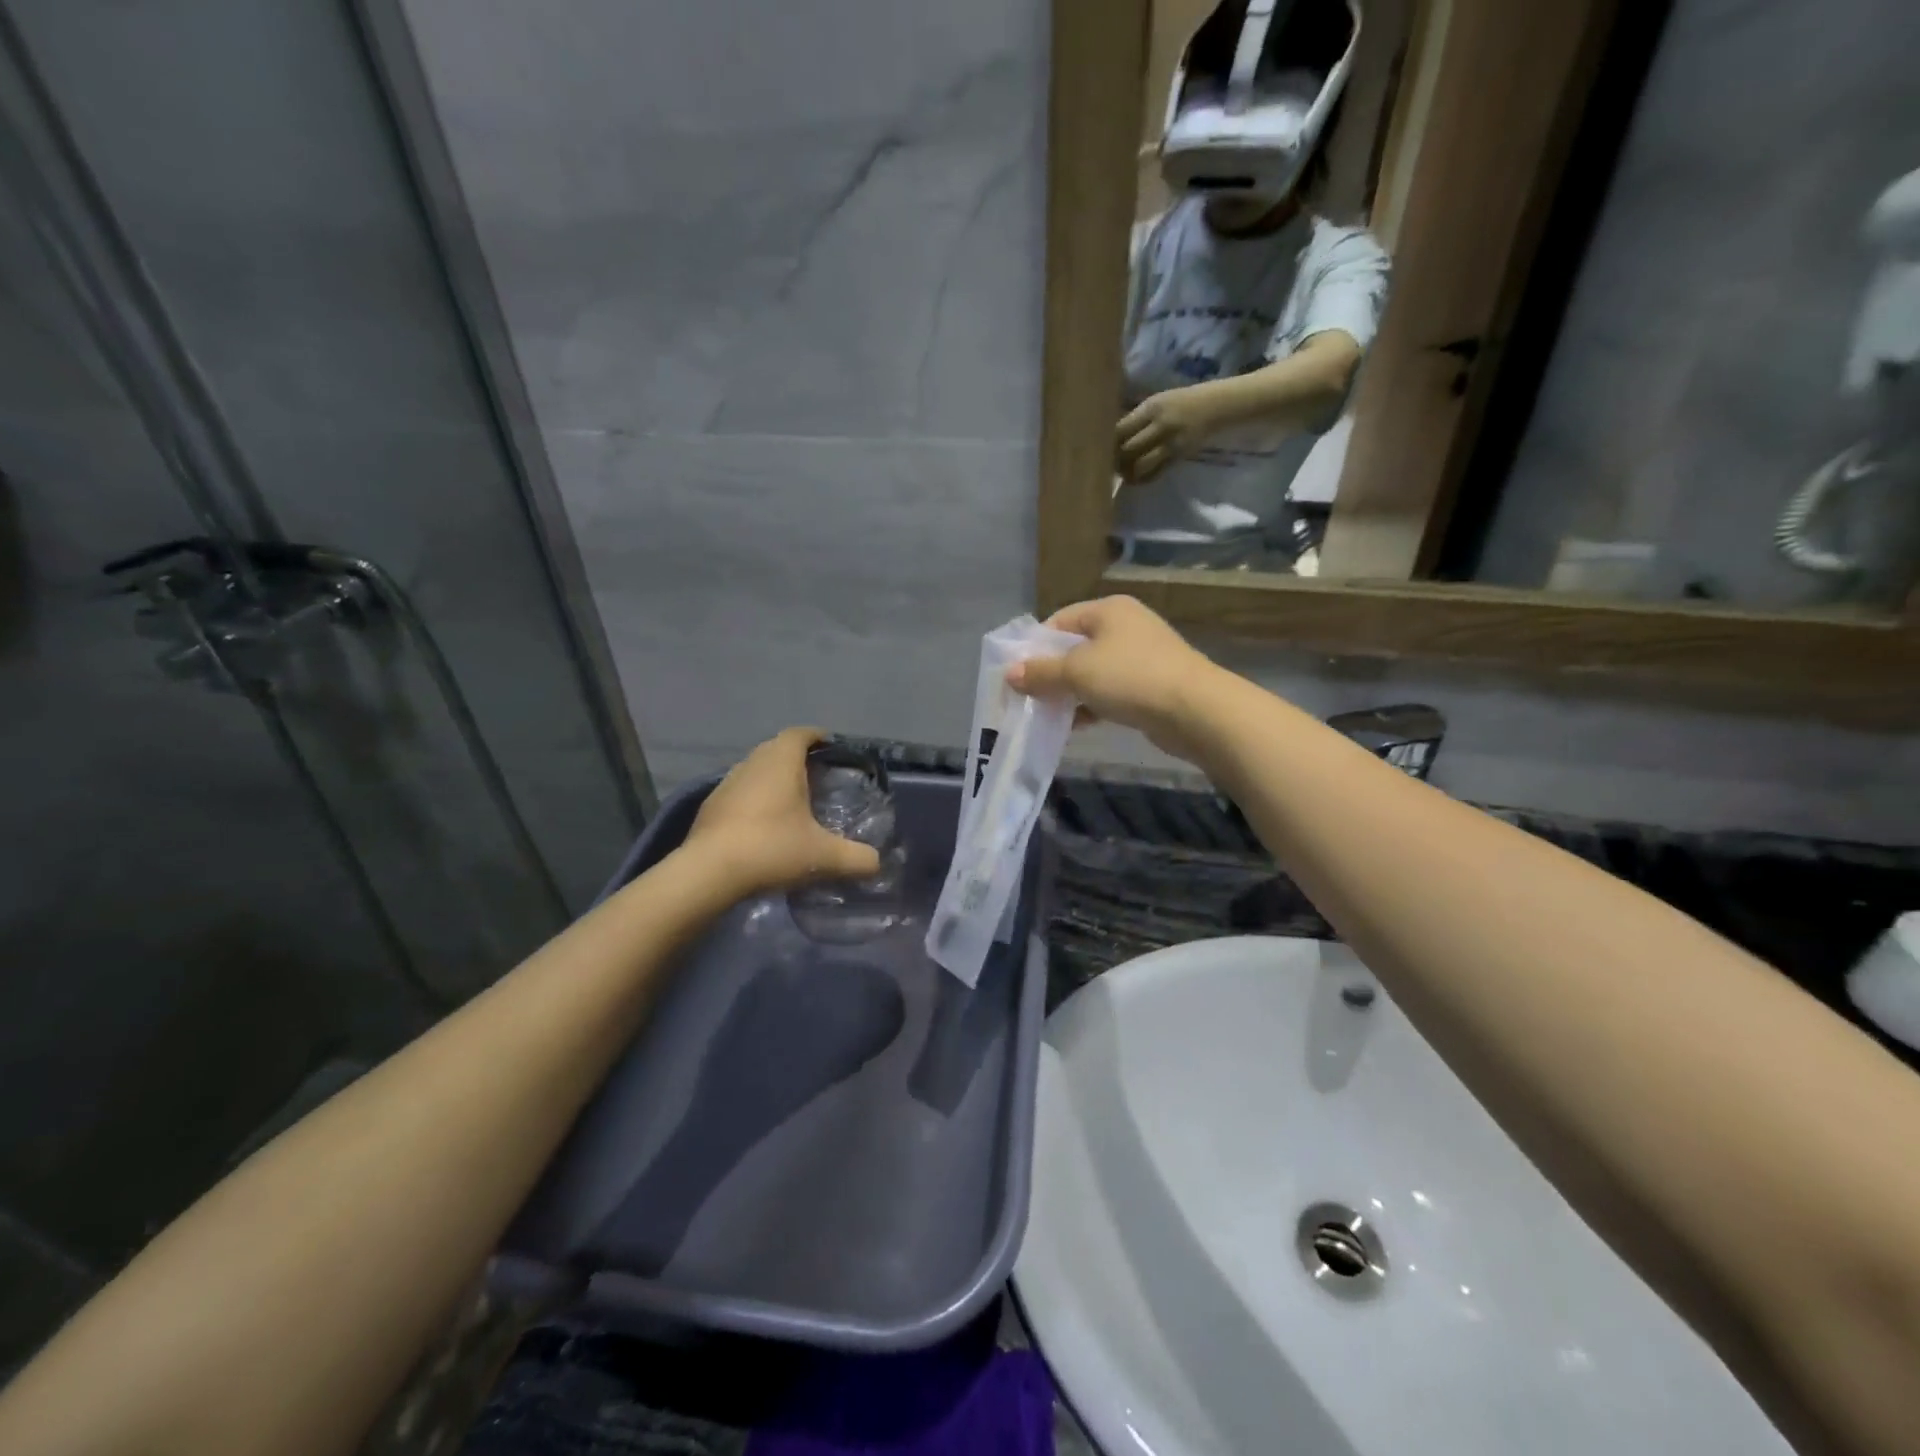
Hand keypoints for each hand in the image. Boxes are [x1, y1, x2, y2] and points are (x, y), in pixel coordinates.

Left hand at [683, 728, 883, 896]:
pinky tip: (763, 828)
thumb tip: (876, 863)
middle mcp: (752, 763)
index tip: (831, 747)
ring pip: (755, 772)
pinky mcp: (710, 808)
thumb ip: (857, 858)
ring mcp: (726, 784)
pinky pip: (739, 794)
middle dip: (797, 759)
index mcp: (781, 761)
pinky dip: (754, 802)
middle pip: (777, 749)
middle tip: (818, 779)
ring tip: (792, 804)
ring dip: (773, 781)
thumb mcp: (824, 857)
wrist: (708, 873)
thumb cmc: (771, 848)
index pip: (801, 734)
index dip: (817, 737)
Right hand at [1006, 597, 1219, 762]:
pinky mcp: (1152, 685)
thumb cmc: (1130, 678)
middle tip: (1029, 698)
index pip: (1060, 621)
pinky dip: (1093, 705)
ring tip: (1049, 716)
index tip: (1019, 674)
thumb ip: (1041, 673)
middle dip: (1052, 673)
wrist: (1194, 710)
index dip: (1036, 646)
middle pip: (1076, 648)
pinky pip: (1111, 692)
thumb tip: (1009, 674)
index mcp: (1109, 610)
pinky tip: (1077, 726)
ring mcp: (1142, 656)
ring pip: (1093, 673)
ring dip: (1070, 693)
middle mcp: (1126, 626)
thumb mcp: (1077, 673)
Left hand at [1116, 387, 1221, 482]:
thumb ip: (1135, 418)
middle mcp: (1161, 425)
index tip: (1100, 448)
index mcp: (1151, 408)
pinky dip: (1142, 479)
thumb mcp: (1157, 402)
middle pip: (1128, 449)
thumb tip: (1109, 437)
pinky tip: (1136, 477)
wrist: (1214, 407)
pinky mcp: (1178, 458)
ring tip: (1123, 472)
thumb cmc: (1179, 402)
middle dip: (1115, 460)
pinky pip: (1155, 474)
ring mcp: (1171, 443)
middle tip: (1109, 464)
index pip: (1121, 429)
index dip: (1108, 443)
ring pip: (1141, 465)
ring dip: (1128, 472)